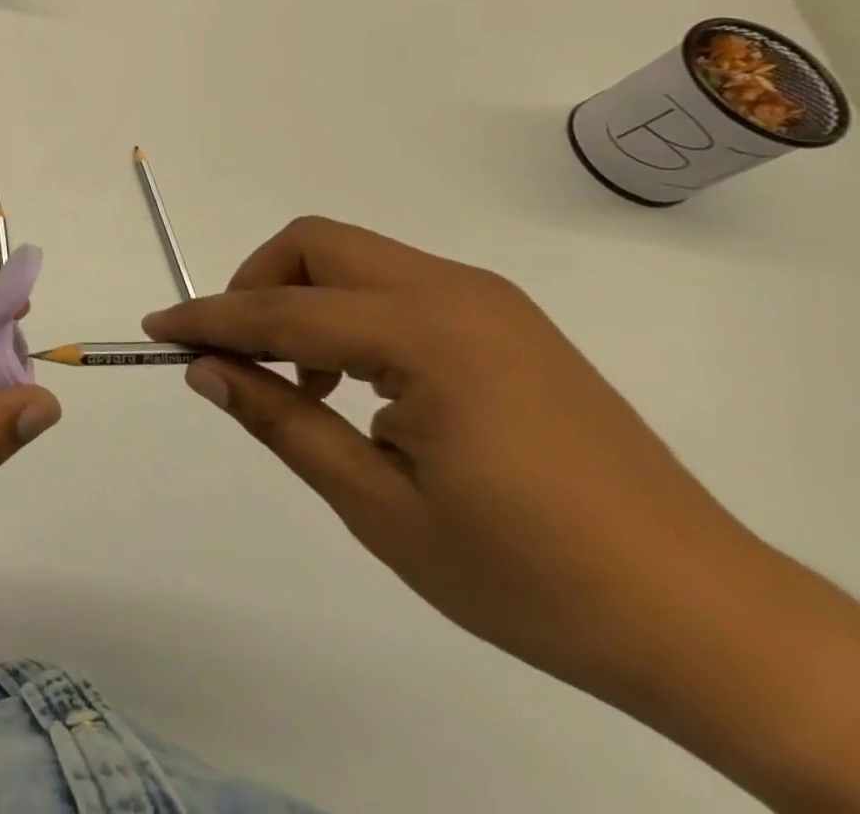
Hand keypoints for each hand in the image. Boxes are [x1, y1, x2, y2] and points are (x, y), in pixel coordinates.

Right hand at [145, 217, 859, 811]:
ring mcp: (489, 301)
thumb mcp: (381, 508)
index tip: (155, 328)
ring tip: (301, 381)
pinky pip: (397, 285)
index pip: (281, 308)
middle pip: (317, 244)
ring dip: (303, 298)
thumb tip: (205, 370)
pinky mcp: (508, 321)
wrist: (710, 623)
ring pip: (355, 257)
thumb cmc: (533, 577)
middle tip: (239, 354)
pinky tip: (358, 383)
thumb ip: (283, 421)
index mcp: (427, 337)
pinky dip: (350, 312)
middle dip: (257, 283)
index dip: (208, 318)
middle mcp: (456, 293)